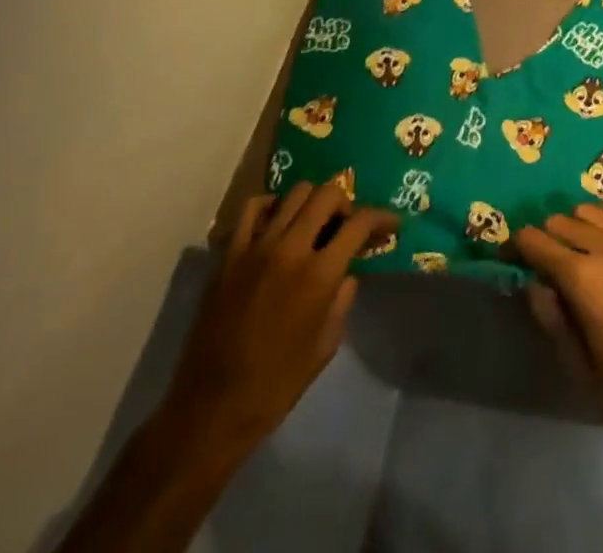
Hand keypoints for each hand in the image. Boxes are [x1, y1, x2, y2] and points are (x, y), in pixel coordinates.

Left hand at [160, 180, 397, 453]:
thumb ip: (342, 299)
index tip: (390, 224)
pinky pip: (252, 208)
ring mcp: (256, 247)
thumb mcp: (326, 345)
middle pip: (328, 194)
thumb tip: (347, 272)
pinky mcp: (229, 255)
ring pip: (294, 193)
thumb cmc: (276, 384)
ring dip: (313, 201)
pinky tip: (278, 221)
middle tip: (347, 224)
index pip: (360, 223)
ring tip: (314, 222)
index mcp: (319, 274)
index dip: (382, 217)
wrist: (211, 409)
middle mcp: (290, 249)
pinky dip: (272, 205)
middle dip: (346, 203)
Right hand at [513, 200, 602, 451]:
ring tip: (573, 247)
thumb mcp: (579, 366)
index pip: (537, 244)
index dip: (517, 246)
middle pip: (561, 222)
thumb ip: (552, 320)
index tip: (508, 253)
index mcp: (582, 278)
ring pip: (590, 211)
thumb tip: (534, 285)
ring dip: (574, 224)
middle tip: (540, 259)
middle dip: (545, 237)